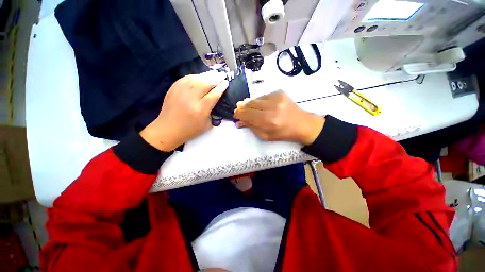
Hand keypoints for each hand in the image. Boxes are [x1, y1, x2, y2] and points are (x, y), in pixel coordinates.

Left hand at [140, 71, 228, 150]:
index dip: (221, 87)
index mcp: (201, 109)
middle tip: (222, 74)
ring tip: (214, 73)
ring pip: (196, 78)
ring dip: (207, 75)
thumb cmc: (190, 130)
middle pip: (206, 83)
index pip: (214, 94)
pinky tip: (200, 76)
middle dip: (216, 78)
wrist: (168, 129)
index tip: (226, 82)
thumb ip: (213, 112)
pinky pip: (186, 78)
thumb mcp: (207, 125)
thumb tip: (215, 100)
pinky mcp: (173, 89)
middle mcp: (191, 98)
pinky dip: (195, 76)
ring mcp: (181, 92)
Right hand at [233, 91, 324, 144]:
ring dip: (250, 104)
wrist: (302, 124)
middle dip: (243, 108)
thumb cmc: (283, 133)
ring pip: (255, 99)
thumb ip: (251, 127)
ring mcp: (277, 97)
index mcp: (269, 121)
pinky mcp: (279, 92)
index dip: (239, 114)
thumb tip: (239, 121)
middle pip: (250, 104)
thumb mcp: (265, 136)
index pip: (248, 114)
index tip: (235, 115)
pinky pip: (263, 96)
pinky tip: (260, 106)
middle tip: (239, 111)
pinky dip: (258, 101)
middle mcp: (272, 107)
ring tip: (249, 109)